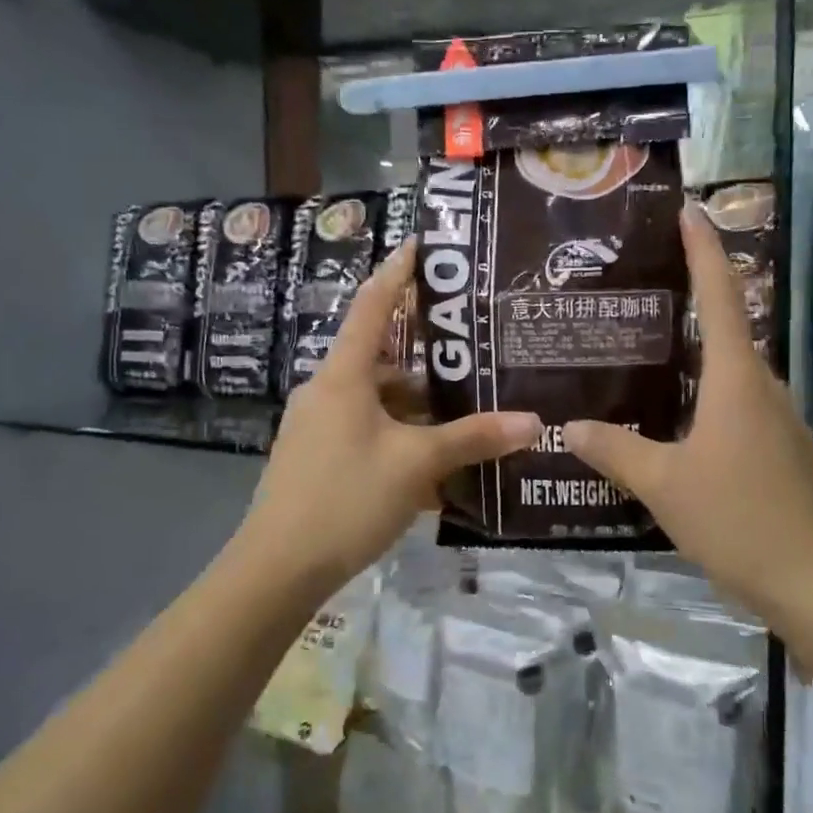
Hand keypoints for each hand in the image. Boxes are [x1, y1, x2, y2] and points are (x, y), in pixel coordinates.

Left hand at [237, 242, 540, 595]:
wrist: (277, 569)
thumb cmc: (345, 498)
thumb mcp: (416, 464)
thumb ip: (474, 438)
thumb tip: (535, 422)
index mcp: (343, 376)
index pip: (372, 305)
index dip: (397, 272)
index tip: (421, 244)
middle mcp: (327, 392)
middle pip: (381, 358)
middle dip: (426, 354)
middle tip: (472, 345)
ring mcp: (319, 428)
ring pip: (379, 402)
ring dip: (419, 406)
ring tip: (467, 408)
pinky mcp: (319, 459)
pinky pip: (369, 434)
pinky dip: (402, 439)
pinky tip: (438, 465)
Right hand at [564, 203, 812, 622]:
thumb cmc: (738, 518)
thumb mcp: (663, 484)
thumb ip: (614, 450)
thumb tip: (567, 426)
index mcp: (737, 380)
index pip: (719, 295)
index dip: (704, 249)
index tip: (692, 209)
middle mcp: (765, 388)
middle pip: (728, 328)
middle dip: (693, 300)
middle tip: (644, 289)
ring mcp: (781, 421)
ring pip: (734, 372)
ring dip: (700, 354)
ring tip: (651, 354)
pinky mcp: (785, 452)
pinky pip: (743, 406)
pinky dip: (711, 396)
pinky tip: (681, 421)